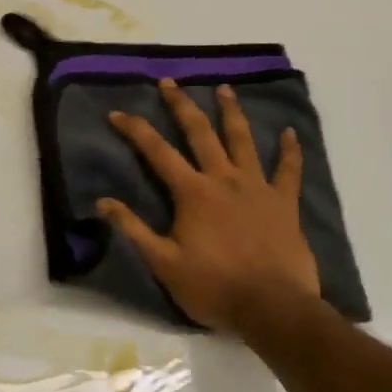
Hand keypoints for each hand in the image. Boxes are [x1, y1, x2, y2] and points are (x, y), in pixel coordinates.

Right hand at [97, 81, 321, 336]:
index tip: (117, 112)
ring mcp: (257, 187)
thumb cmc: (214, 287)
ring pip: (242, 140)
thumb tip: (102, 201)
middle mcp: (223, 179)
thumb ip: (134, 229)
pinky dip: (289, 150)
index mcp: (192, 192)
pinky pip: (288, 170)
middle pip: (200, 133)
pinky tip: (290, 133)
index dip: (135, 130)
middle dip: (181, 105)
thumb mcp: (164, 263)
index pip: (156, 152)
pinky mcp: (284, 203)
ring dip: (231, 112)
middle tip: (170, 82)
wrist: (273, 308)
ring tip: (224, 88)